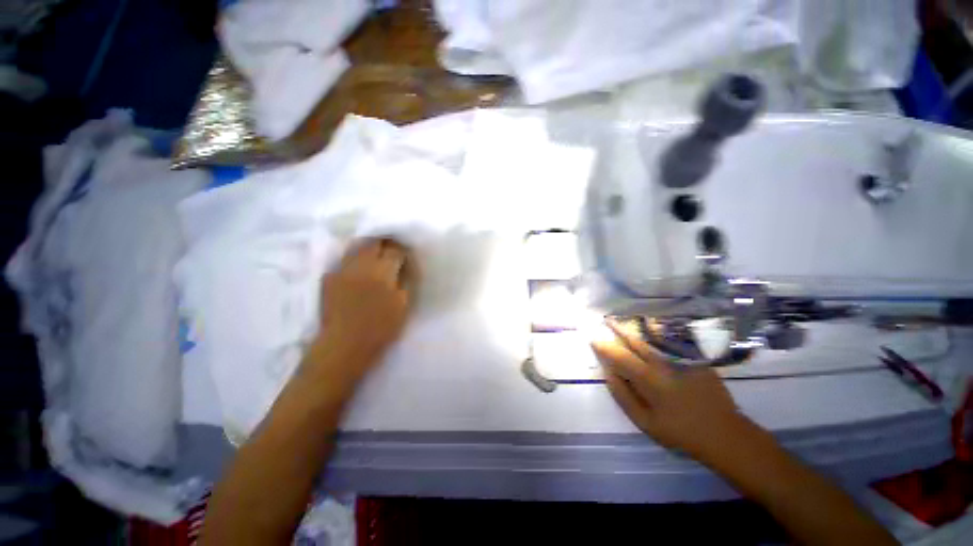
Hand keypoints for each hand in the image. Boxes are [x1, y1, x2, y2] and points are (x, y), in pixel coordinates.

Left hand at [308, 238, 417, 384]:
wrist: (344, 345)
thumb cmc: (380, 328)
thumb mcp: (403, 305)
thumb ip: (404, 281)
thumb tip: (403, 266)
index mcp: (383, 273)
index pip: (395, 249)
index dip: (402, 250)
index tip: (405, 255)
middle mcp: (361, 265)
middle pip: (374, 242)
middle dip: (385, 243)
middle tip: (391, 251)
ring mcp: (342, 270)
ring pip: (357, 247)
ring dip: (369, 248)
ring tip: (375, 255)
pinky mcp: (329, 277)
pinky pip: (344, 260)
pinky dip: (354, 260)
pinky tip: (358, 269)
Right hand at [591, 319, 754, 461]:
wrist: (724, 433)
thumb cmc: (680, 431)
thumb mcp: (645, 422)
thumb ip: (623, 396)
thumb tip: (607, 373)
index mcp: (649, 380)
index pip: (620, 357)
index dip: (605, 347)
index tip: (594, 340)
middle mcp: (664, 363)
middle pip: (636, 341)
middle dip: (619, 329)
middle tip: (607, 320)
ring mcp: (682, 358)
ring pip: (654, 336)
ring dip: (636, 327)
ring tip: (625, 318)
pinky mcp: (696, 358)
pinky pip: (672, 339)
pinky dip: (658, 331)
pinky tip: (651, 326)